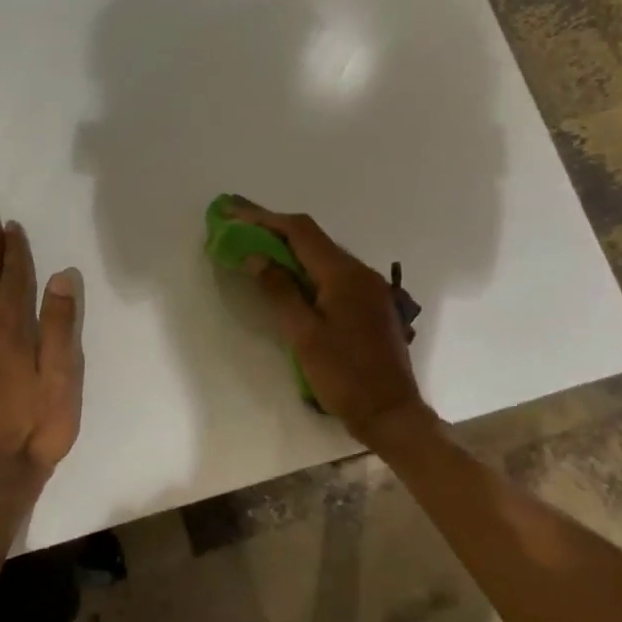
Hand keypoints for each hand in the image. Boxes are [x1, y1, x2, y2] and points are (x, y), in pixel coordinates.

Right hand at [229, 200, 431, 445]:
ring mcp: (368, 288)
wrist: (390, 412)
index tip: (231, 210)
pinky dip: (305, 268)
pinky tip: (287, 276)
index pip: (300, 232)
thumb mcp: (304, 335)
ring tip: (255, 245)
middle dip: (273, 228)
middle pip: (312, 239)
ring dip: (289, 248)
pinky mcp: (369, 305)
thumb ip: (280, 292)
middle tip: (237, 222)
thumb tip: (256, 257)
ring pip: (323, 256)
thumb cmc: (344, 376)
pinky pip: (332, 274)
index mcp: (344, 274)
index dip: (263, 217)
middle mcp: (359, 272)